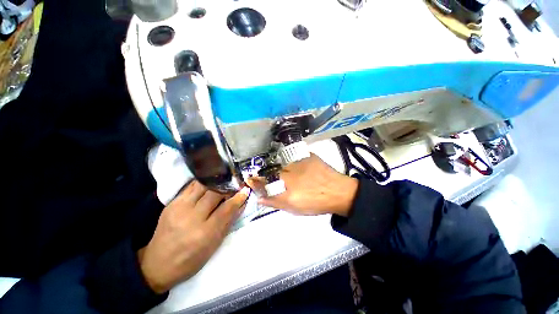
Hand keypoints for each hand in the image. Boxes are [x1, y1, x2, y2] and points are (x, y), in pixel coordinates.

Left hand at [138, 181, 249, 293]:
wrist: (157, 264)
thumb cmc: (190, 260)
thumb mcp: (214, 245)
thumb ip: (228, 222)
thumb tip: (241, 204)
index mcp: (205, 233)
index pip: (227, 208)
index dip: (238, 197)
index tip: (245, 190)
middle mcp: (192, 217)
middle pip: (215, 193)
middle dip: (228, 187)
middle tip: (235, 186)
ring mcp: (179, 208)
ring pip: (203, 186)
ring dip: (216, 183)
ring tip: (223, 182)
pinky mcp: (171, 204)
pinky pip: (190, 187)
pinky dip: (203, 183)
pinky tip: (209, 184)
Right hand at [247, 154, 357, 216]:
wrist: (338, 192)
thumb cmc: (316, 203)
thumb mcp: (294, 208)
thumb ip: (275, 202)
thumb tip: (260, 198)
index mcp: (285, 186)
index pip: (264, 181)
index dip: (255, 180)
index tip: (249, 178)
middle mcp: (289, 171)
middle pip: (270, 170)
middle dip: (265, 173)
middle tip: (266, 175)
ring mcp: (298, 161)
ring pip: (281, 162)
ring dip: (277, 166)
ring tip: (282, 172)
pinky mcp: (307, 155)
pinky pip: (293, 156)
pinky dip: (290, 161)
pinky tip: (294, 165)